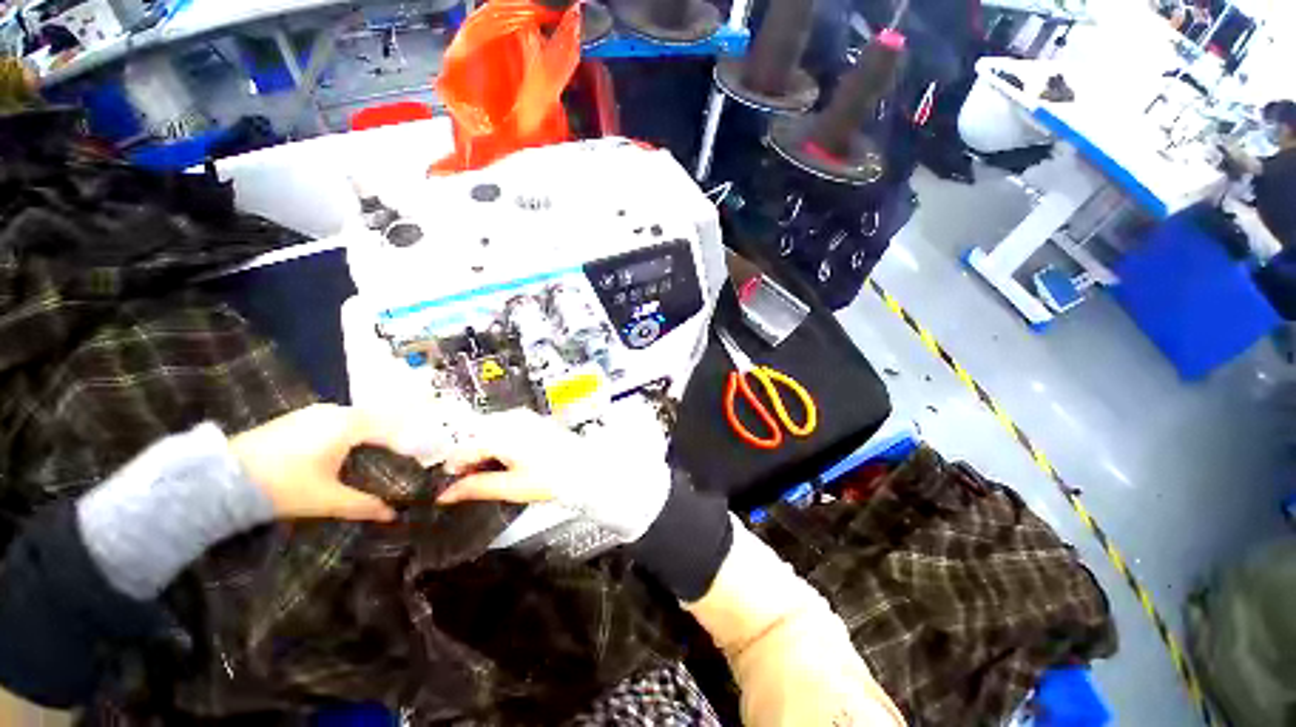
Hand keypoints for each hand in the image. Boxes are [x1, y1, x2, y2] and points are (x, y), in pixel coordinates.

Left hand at [230, 404, 404, 522]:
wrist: (221, 479)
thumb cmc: (283, 486)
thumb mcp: (328, 500)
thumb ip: (365, 505)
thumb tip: (393, 515)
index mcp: (350, 424)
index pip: (391, 430)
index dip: (405, 448)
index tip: (411, 466)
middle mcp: (335, 411)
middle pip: (374, 424)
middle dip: (385, 443)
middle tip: (391, 466)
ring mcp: (312, 412)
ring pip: (353, 422)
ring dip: (364, 439)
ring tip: (367, 463)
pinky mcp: (294, 418)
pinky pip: (333, 423)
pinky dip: (344, 436)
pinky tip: (338, 457)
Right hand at [437, 408, 671, 540]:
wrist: (586, 469)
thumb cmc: (550, 479)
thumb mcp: (511, 487)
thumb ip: (476, 487)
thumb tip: (445, 494)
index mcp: (502, 433)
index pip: (465, 447)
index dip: (453, 466)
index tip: (447, 482)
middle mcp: (511, 419)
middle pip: (476, 435)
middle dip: (467, 457)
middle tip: (465, 480)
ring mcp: (524, 418)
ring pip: (489, 431)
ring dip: (482, 450)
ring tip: (484, 473)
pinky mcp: (533, 421)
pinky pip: (504, 428)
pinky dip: (497, 444)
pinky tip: (502, 461)